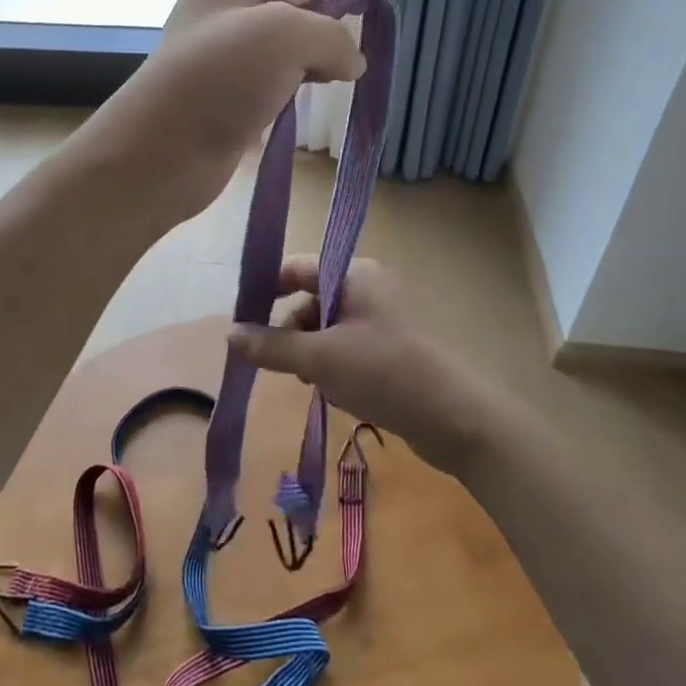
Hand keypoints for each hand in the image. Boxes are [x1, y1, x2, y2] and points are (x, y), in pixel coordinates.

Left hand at [85, 0, 397, 221]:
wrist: (161, 152)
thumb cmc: (217, 78)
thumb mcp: (285, 36)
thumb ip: (334, 34)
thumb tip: (352, 59)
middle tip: (371, 12)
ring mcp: (235, 41)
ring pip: (296, 18)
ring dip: (330, 30)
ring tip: (353, 56)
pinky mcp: (240, 82)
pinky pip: (288, 59)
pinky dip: (315, 64)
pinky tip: (331, 82)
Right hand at [227, 258, 507, 475]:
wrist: (456, 417)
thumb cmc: (384, 372)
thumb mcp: (319, 359)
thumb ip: (271, 346)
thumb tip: (229, 335)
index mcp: (353, 273)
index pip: (296, 267)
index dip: (266, 290)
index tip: (242, 321)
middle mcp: (367, 287)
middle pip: (310, 299)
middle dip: (292, 332)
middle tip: (287, 366)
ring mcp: (381, 317)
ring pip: (326, 327)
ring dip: (312, 353)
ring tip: (316, 383)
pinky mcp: (390, 347)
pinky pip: (347, 346)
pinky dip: (334, 365)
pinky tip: (338, 391)